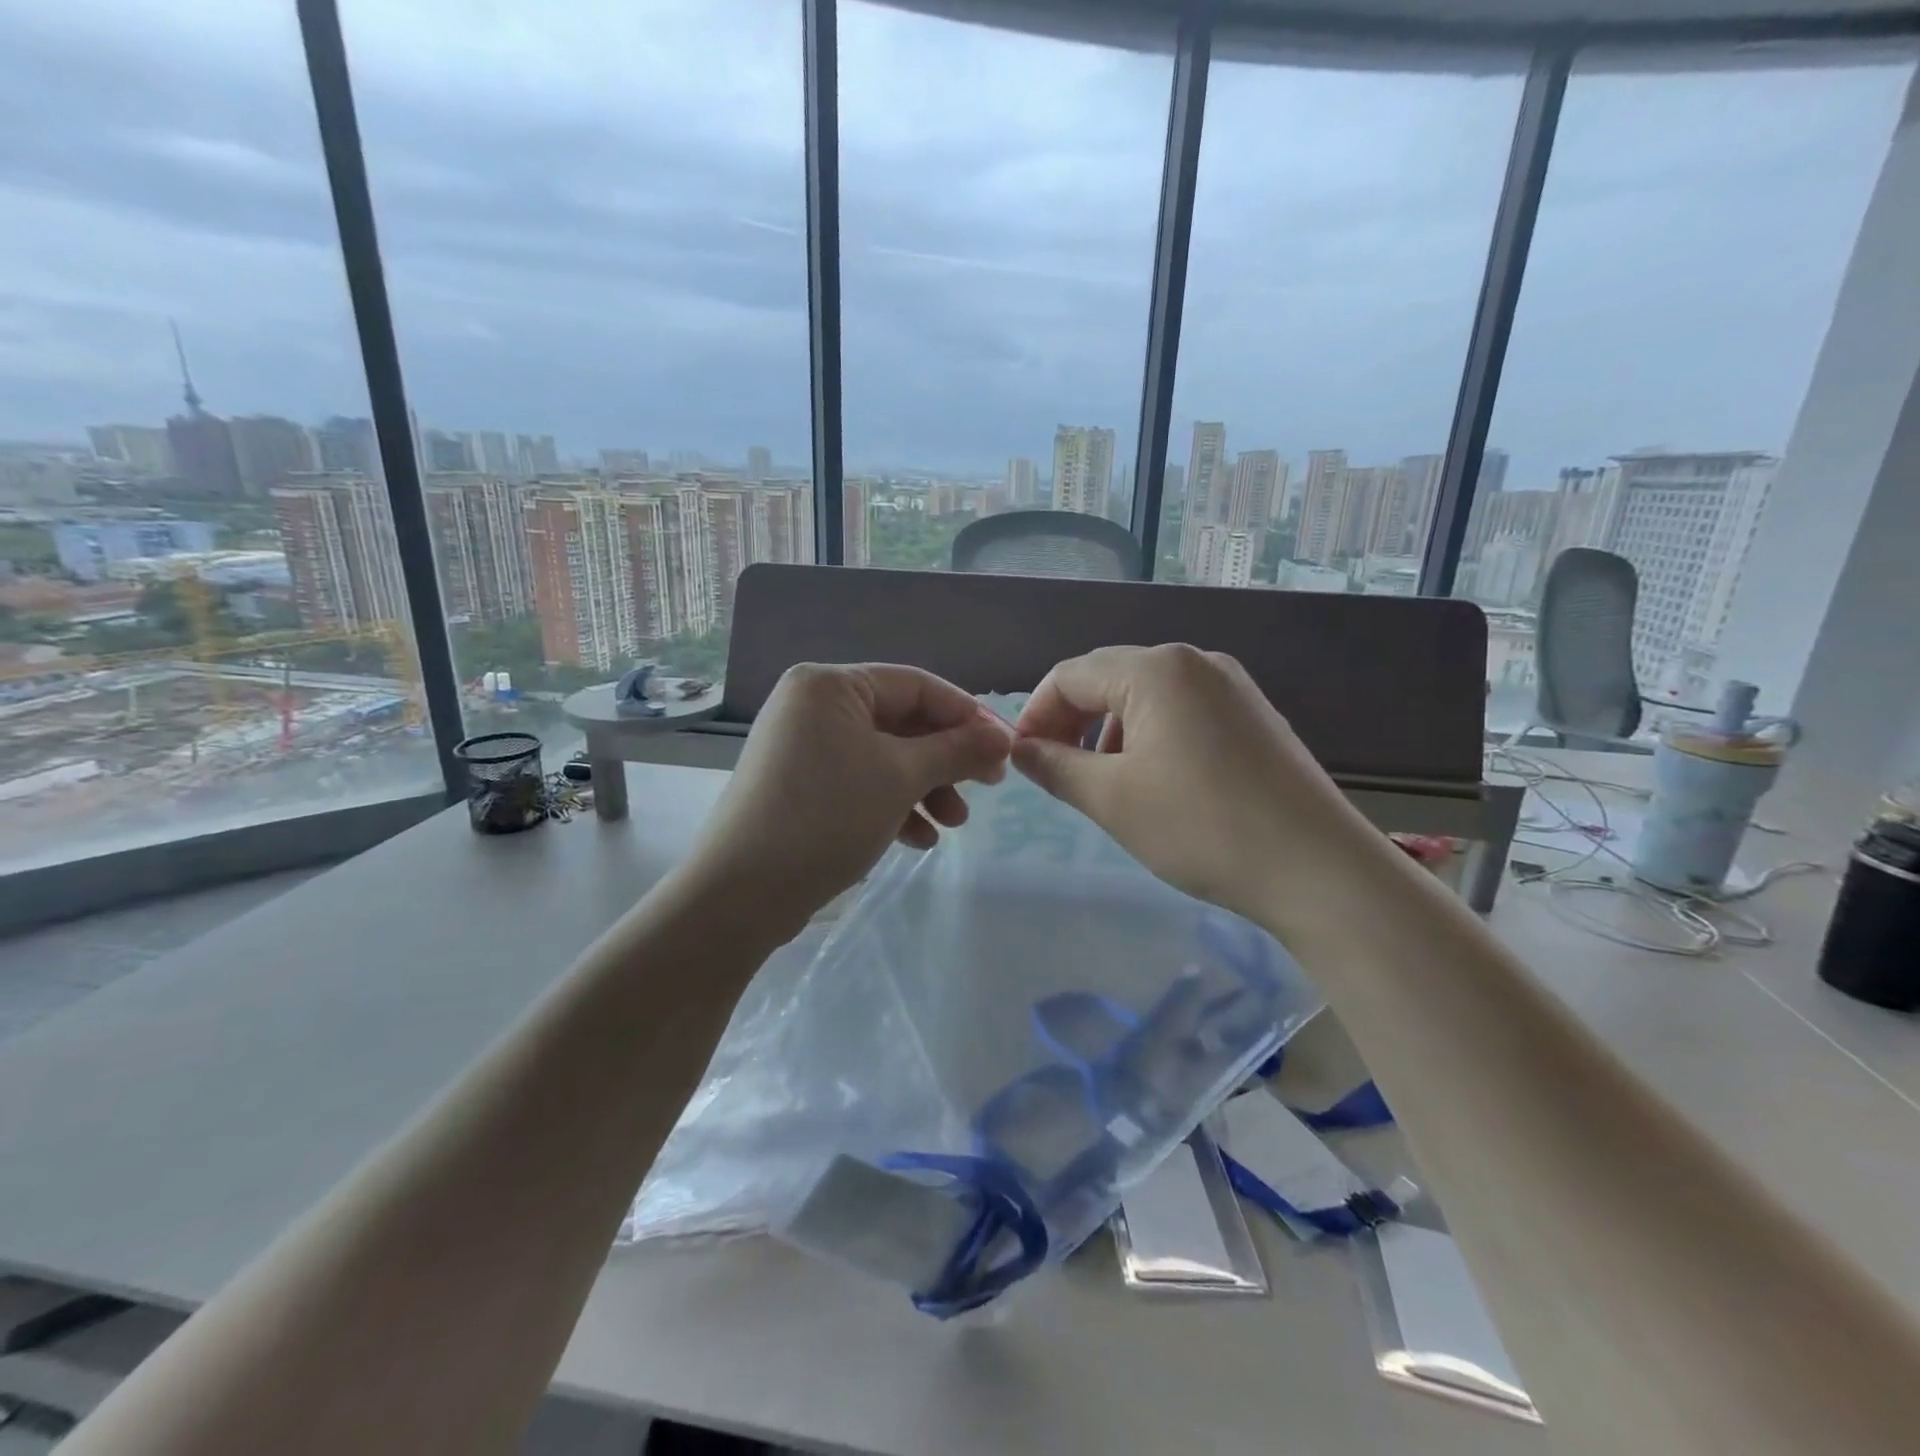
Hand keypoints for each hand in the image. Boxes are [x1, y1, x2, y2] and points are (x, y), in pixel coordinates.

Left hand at [683, 663, 1011, 935]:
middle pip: (901, 722)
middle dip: (945, 760)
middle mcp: (813, 706)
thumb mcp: (901, 777)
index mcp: (830, 685)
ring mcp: (803, 747)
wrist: (740, 894)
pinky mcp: (799, 785)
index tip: (1004, 749)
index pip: (916, 685)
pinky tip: (918, 840)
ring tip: (954, 825)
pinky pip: (859, 782)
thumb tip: (1002, 738)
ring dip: (924, 787)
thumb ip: (955, 750)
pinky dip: (893, 805)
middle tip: (985, 789)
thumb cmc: (827, 817)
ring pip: (883, 757)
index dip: (966, 715)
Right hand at [1010, 644, 1381, 927]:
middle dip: (1072, 722)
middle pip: (1108, 678)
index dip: (1035, 715)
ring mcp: (1231, 686)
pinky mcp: (1253, 715)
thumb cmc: (1201, 827)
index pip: (1070, 675)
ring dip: (1110, 731)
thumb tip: (1021, 749)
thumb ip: (1055, 766)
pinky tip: (1155, 781)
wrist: (1318, 869)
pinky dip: (1150, 737)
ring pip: (1146, 696)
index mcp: (1156, 668)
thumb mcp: (1111, 798)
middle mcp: (1195, 661)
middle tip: (1055, 772)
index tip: (1021, 761)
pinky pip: (1182, 711)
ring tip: (1104, 782)